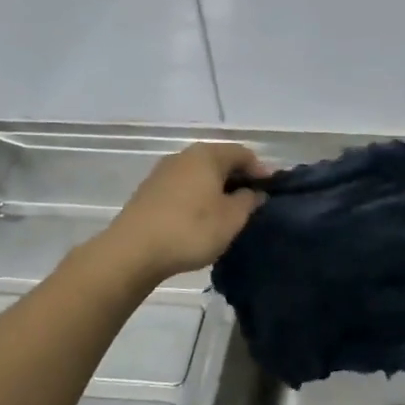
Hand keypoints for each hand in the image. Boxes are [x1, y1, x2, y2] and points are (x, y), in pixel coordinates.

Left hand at [104, 143, 268, 281]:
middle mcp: (184, 156)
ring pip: (200, 175)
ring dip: (217, 189)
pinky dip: (198, 198)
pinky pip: (184, 188)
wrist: (132, 251)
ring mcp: (163, 173)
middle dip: (239, 179)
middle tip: (254, 202)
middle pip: (220, 161)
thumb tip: (255, 192)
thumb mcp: (232, 218)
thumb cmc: (190, 229)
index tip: (272, 191)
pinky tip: (202, 218)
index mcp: (207, 155)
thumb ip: (249, 201)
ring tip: (229, 213)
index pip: (243, 153)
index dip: (261, 170)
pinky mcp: (149, 192)